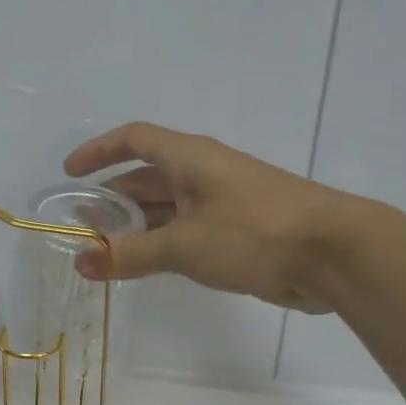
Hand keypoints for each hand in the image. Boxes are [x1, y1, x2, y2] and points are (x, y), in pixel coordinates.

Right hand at [64, 121, 366, 312]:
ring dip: (134, 226)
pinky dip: (160, 244)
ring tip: (103, 252)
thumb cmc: (254, 233)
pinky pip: (185, 231)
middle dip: (111, 201)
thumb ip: (129, 254)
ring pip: (166, 208)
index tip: (70, 174)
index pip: (135, 140)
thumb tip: (80, 261)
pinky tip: (144, 265)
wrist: (336, 255)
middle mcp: (203, 173)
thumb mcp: (183, 245)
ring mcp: (222, 202)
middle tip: (80, 228)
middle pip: (146, 177)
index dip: (99, 151)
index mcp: (190, 158)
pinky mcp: (237, 231)